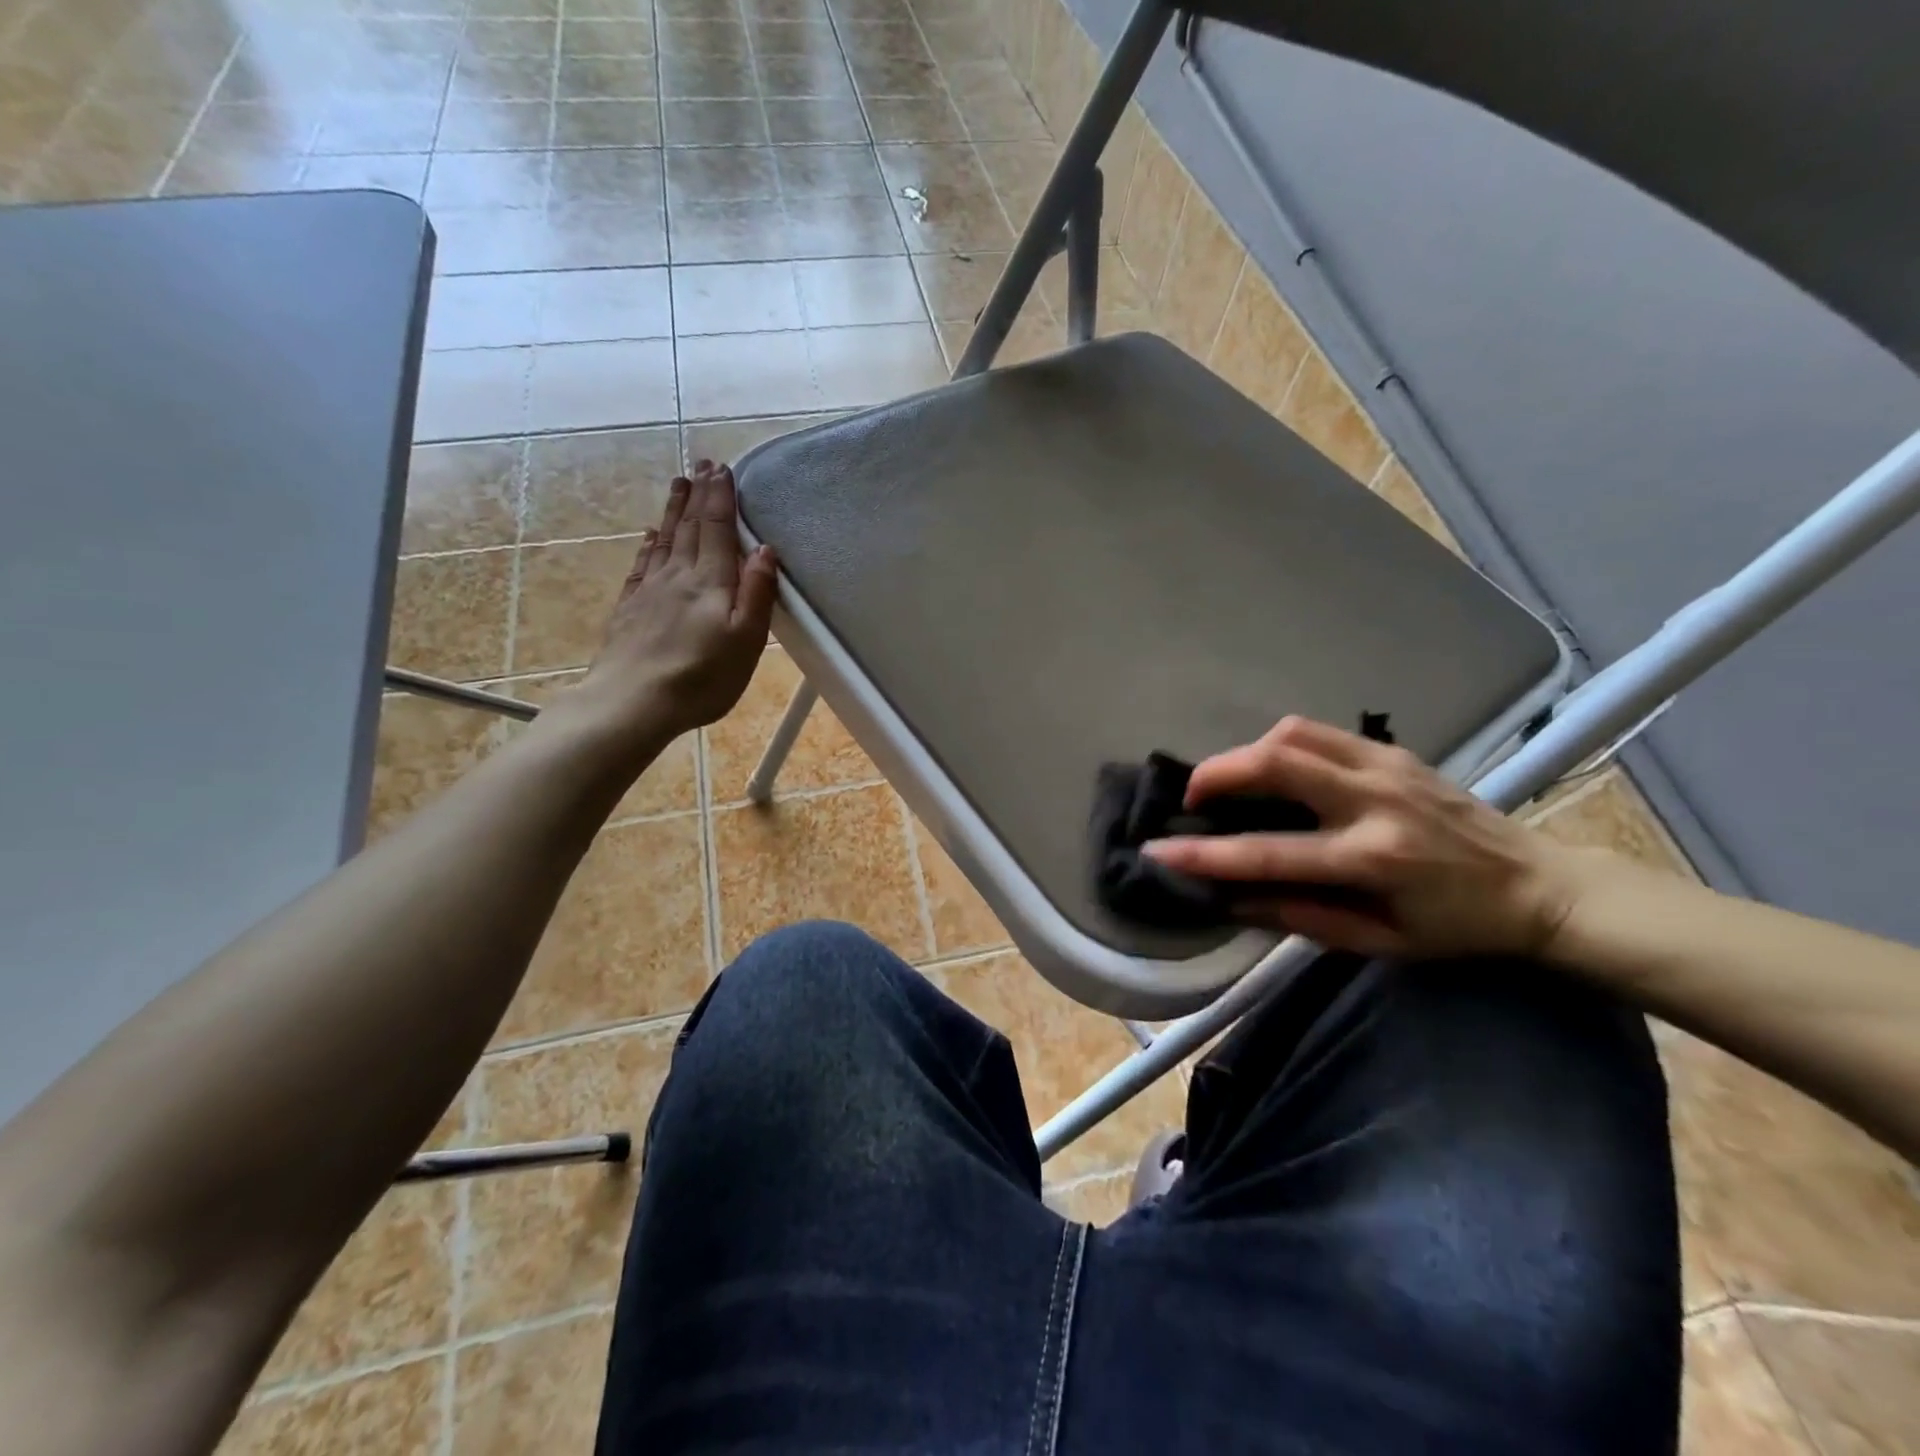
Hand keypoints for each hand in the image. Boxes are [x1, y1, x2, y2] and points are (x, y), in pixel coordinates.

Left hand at [560, 460, 776, 756]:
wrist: (632, 702)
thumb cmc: (701, 678)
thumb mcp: (745, 640)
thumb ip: (757, 593)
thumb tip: (765, 549)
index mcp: (710, 582)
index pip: (716, 529)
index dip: (721, 498)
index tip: (723, 468)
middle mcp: (678, 576)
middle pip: (688, 527)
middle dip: (698, 494)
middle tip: (701, 463)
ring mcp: (649, 591)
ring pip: (664, 540)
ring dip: (673, 510)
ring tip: (678, 483)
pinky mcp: (630, 609)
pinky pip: (642, 565)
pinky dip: (648, 545)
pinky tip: (648, 537)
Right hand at [1144, 717, 1589, 958]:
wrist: (1540, 886)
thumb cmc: (1456, 927)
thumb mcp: (1378, 942)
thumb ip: (1300, 916)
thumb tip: (1230, 898)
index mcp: (1374, 859)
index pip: (1270, 853)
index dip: (1205, 855)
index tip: (1157, 852)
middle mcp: (1376, 801)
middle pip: (1277, 761)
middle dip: (1217, 773)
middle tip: (1193, 798)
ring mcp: (1386, 766)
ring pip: (1292, 734)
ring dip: (1246, 754)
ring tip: (1231, 785)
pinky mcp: (1393, 751)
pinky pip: (1318, 733)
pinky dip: (1280, 746)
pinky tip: (1275, 772)